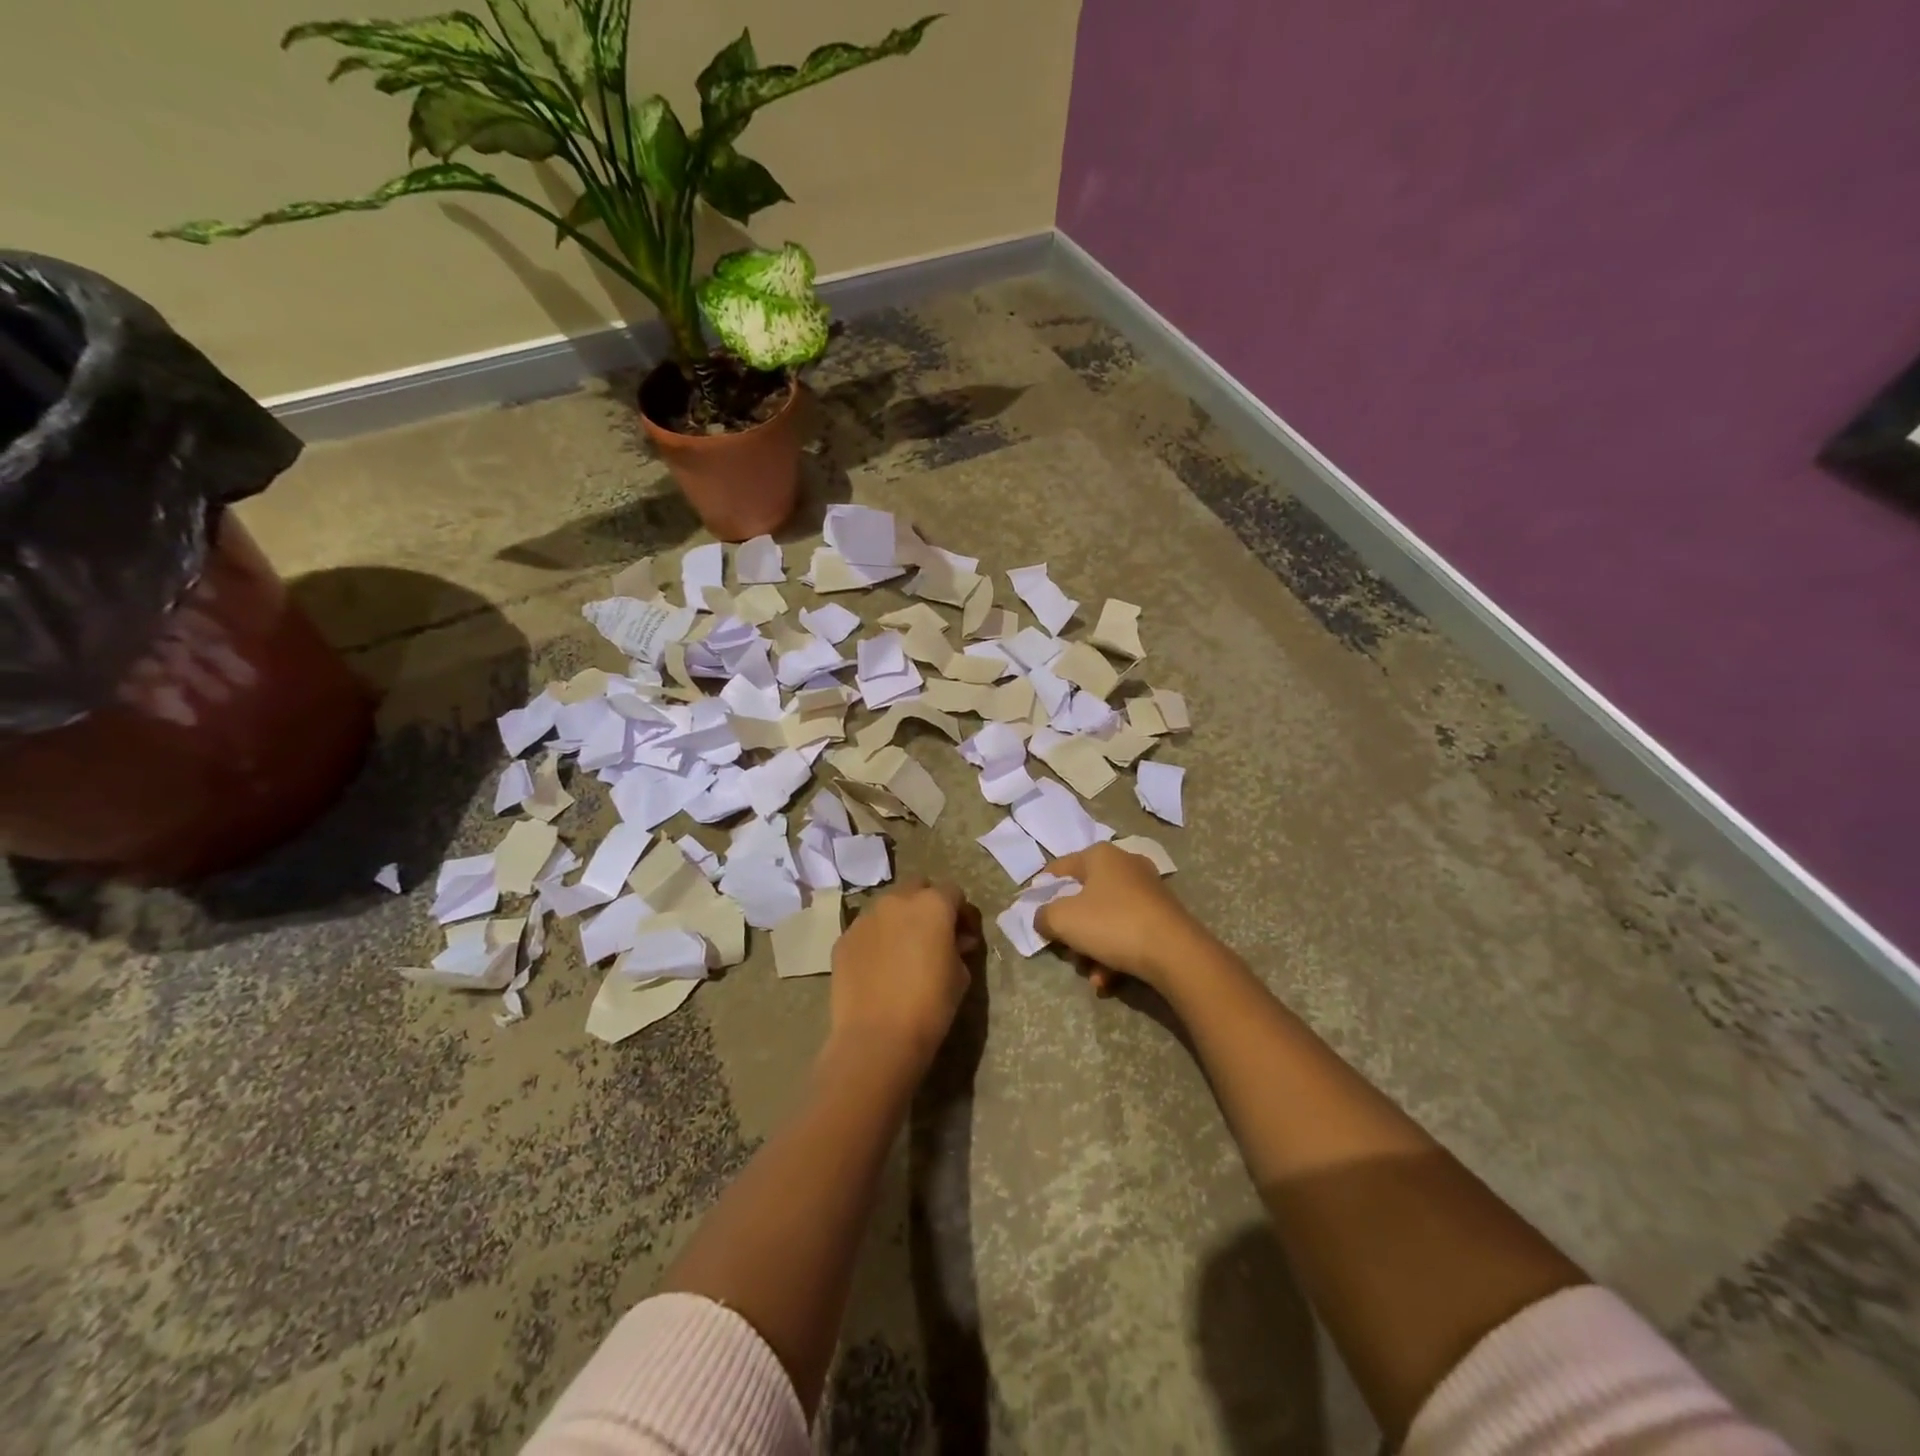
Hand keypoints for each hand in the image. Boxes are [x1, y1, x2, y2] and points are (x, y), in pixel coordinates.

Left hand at [829, 878, 977, 1076]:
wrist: (877, 1037)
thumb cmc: (929, 1006)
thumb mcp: (961, 976)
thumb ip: (959, 948)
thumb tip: (955, 940)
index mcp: (932, 904)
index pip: (953, 892)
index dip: (961, 912)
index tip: (964, 936)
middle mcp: (897, 900)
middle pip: (917, 887)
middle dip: (927, 904)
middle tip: (933, 935)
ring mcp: (866, 918)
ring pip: (888, 906)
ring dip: (899, 919)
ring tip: (903, 951)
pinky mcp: (844, 938)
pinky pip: (866, 929)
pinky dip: (876, 939)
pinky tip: (879, 967)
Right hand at [1036, 843, 1209, 995]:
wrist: (1176, 953)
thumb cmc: (1112, 924)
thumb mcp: (1063, 919)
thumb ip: (1044, 915)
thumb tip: (1043, 918)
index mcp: (1100, 856)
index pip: (1060, 867)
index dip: (1042, 889)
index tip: (1032, 911)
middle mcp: (1125, 866)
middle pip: (1084, 897)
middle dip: (1072, 929)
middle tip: (1065, 950)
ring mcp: (1148, 891)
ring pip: (1106, 919)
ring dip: (1092, 949)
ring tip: (1091, 975)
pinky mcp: (1163, 917)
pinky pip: (1128, 932)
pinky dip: (1115, 954)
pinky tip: (1109, 980)